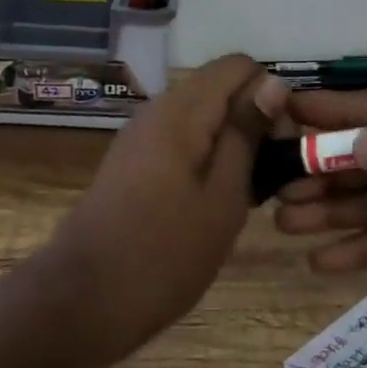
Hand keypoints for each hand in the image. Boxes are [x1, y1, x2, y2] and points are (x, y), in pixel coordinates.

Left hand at [47, 54, 282, 362]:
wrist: (84, 302)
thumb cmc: (165, 254)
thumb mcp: (223, 196)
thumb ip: (247, 133)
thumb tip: (274, 81)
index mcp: (182, 110)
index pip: (239, 65)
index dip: (270, 95)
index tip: (282, 144)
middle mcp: (158, 109)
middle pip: (221, 88)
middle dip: (254, 120)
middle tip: (271, 176)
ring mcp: (142, 135)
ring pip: (204, 116)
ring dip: (233, 143)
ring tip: (249, 193)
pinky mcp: (134, 161)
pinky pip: (183, 139)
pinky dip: (208, 157)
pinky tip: (216, 201)